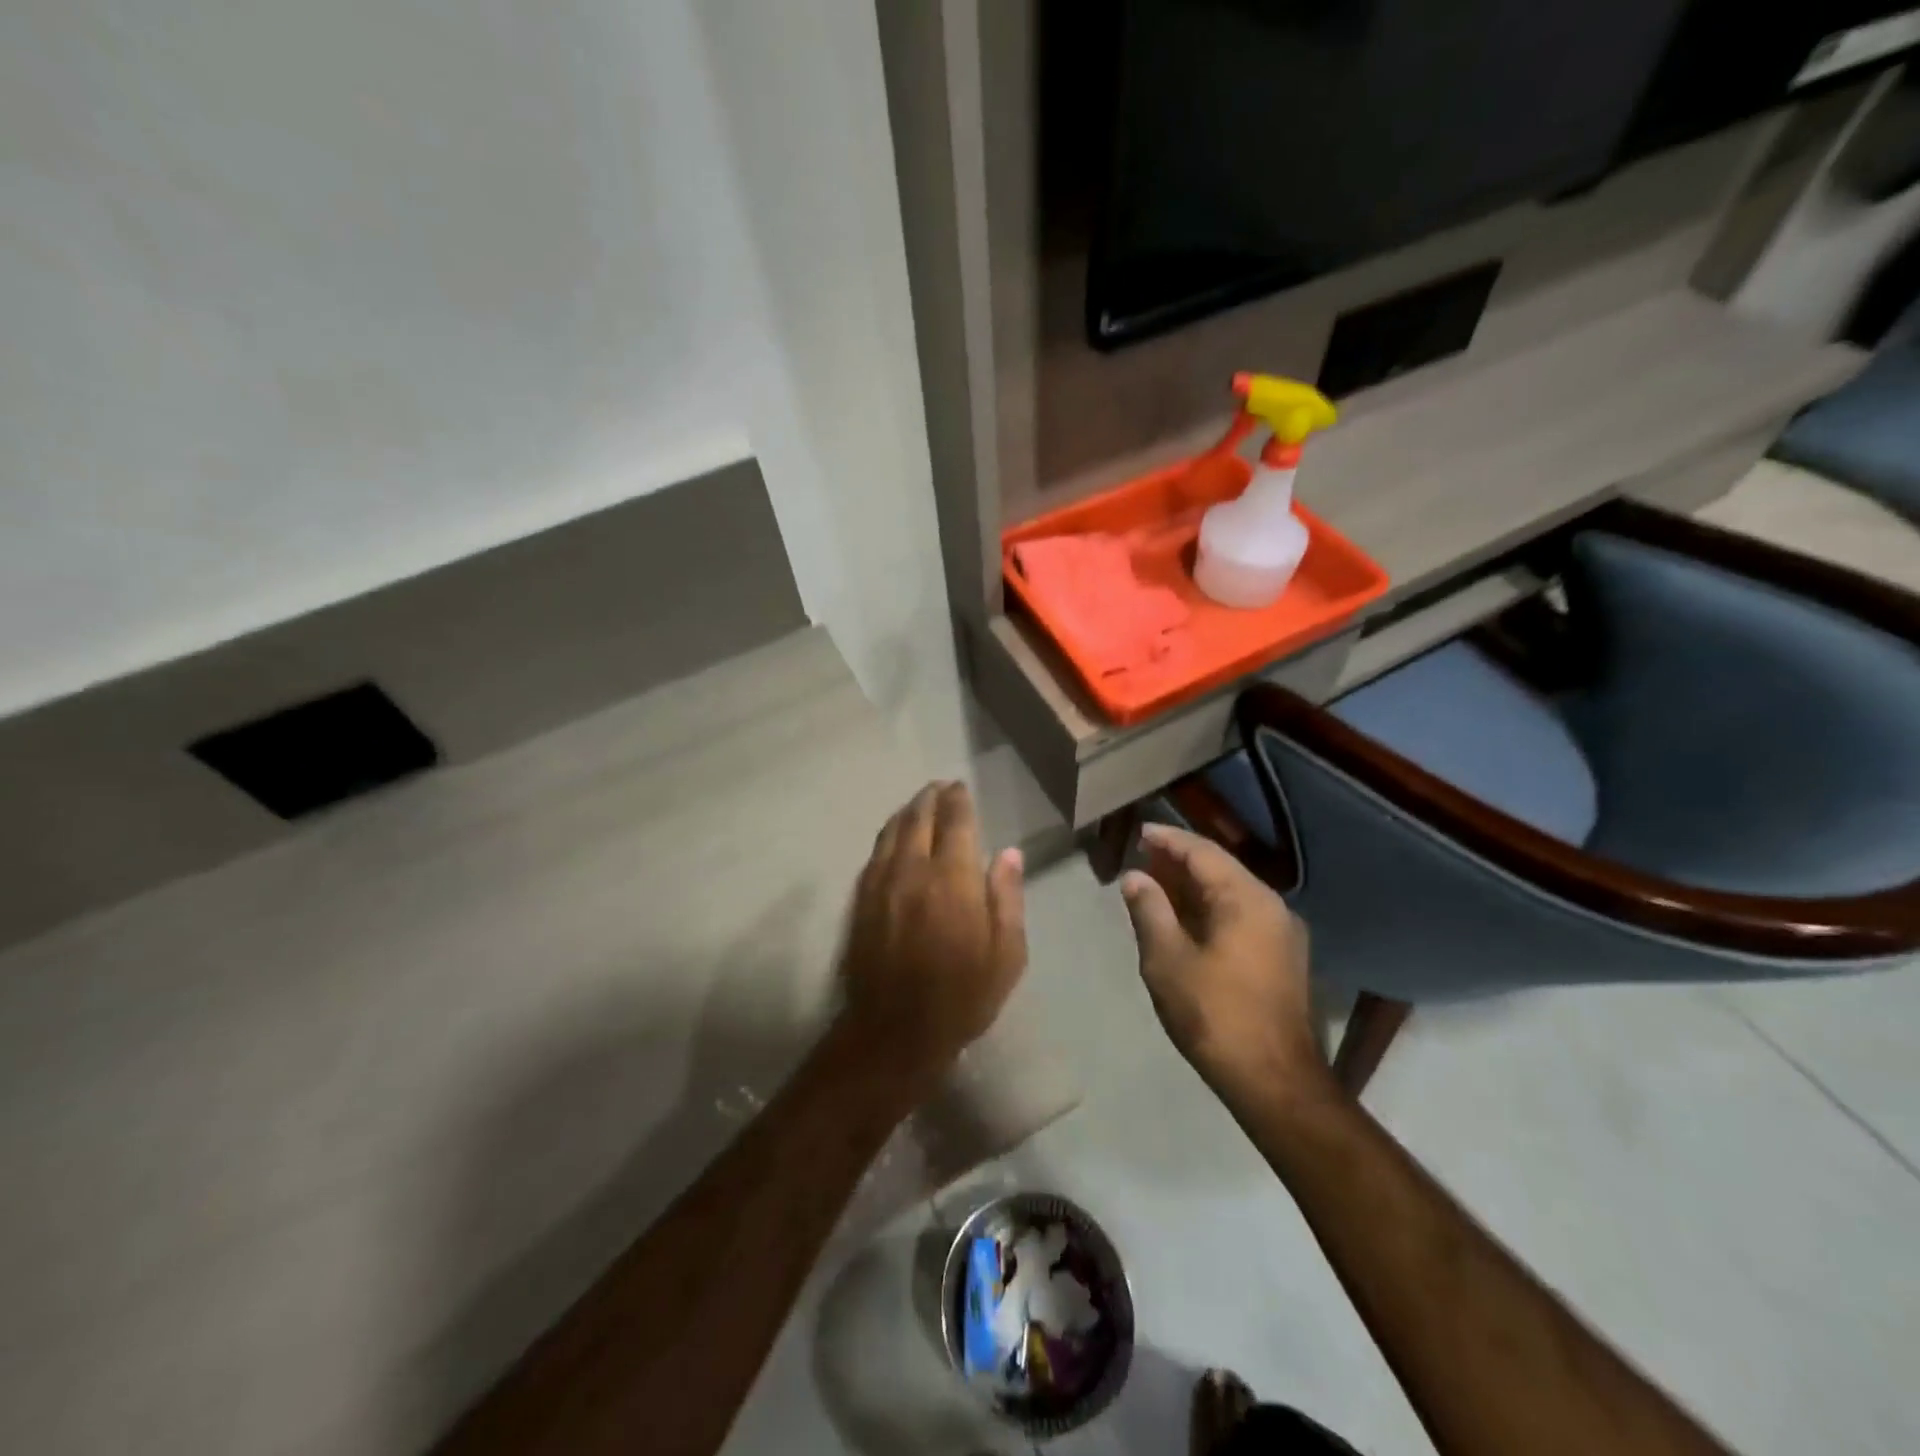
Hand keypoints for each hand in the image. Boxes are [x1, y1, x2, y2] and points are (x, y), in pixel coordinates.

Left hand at [838, 782, 1026, 1092]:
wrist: (894, 1032)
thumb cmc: (961, 997)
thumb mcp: (1006, 955)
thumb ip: (1007, 898)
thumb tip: (1009, 853)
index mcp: (952, 879)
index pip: (955, 822)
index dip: (958, 800)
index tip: (961, 787)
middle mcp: (913, 870)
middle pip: (919, 818)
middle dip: (931, 798)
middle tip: (940, 787)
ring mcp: (880, 884)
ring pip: (892, 831)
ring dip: (907, 811)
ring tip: (918, 803)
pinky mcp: (860, 901)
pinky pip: (874, 854)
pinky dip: (887, 836)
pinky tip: (893, 837)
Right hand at [1120, 823, 1325, 1102]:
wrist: (1275, 1081)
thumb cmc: (1214, 1014)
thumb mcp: (1167, 960)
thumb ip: (1150, 911)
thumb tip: (1135, 877)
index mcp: (1247, 900)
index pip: (1203, 853)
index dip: (1169, 840)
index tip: (1140, 832)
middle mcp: (1272, 907)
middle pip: (1221, 870)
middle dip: (1180, 862)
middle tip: (1143, 859)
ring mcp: (1282, 934)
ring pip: (1232, 895)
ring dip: (1194, 888)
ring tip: (1157, 885)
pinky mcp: (1282, 959)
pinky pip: (1241, 917)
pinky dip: (1209, 910)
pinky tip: (1184, 920)